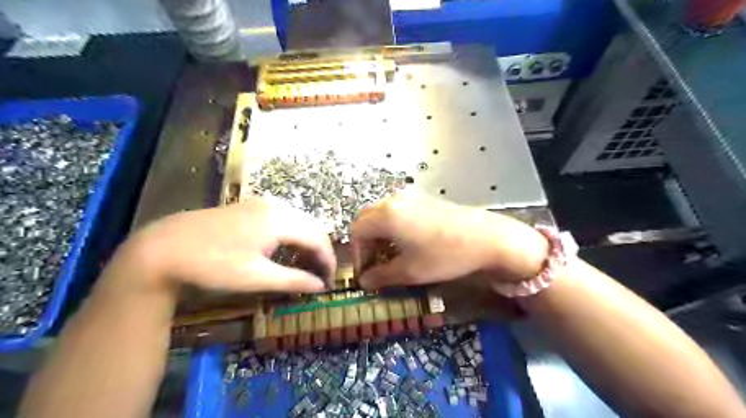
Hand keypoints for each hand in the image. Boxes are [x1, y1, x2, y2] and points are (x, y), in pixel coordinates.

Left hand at [114, 197, 335, 294]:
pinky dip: (292, 236)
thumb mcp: (256, 277)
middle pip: (312, 227)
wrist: (162, 248)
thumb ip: (294, 280)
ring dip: (306, 243)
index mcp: (281, 220)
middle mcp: (276, 206)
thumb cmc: (212, 264)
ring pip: (298, 222)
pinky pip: (284, 219)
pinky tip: (285, 251)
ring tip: (305, 266)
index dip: (328, 261)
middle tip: (319, 276)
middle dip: (320, 252)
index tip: (329, 282)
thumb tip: (321, 286)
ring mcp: (262, 204)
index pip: (318, 239)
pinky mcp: (250, 207)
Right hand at [350, 193, 545, 290]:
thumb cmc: (444, 255)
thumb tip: (365, 282)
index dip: (357, 253)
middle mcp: (394, 200)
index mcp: (386, 215)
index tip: (366, 272)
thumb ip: (381, 276)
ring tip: (391, 254)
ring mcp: (410, 196)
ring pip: (382, 213)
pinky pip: (398, 210)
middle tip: (375, 263)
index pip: (356, 231)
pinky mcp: (424, 198)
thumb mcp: (410, 271)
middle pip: (366, 218)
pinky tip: (407, 241)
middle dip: (366, 242)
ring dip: (379, 233)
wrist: (486, 238)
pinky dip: (393, 225)